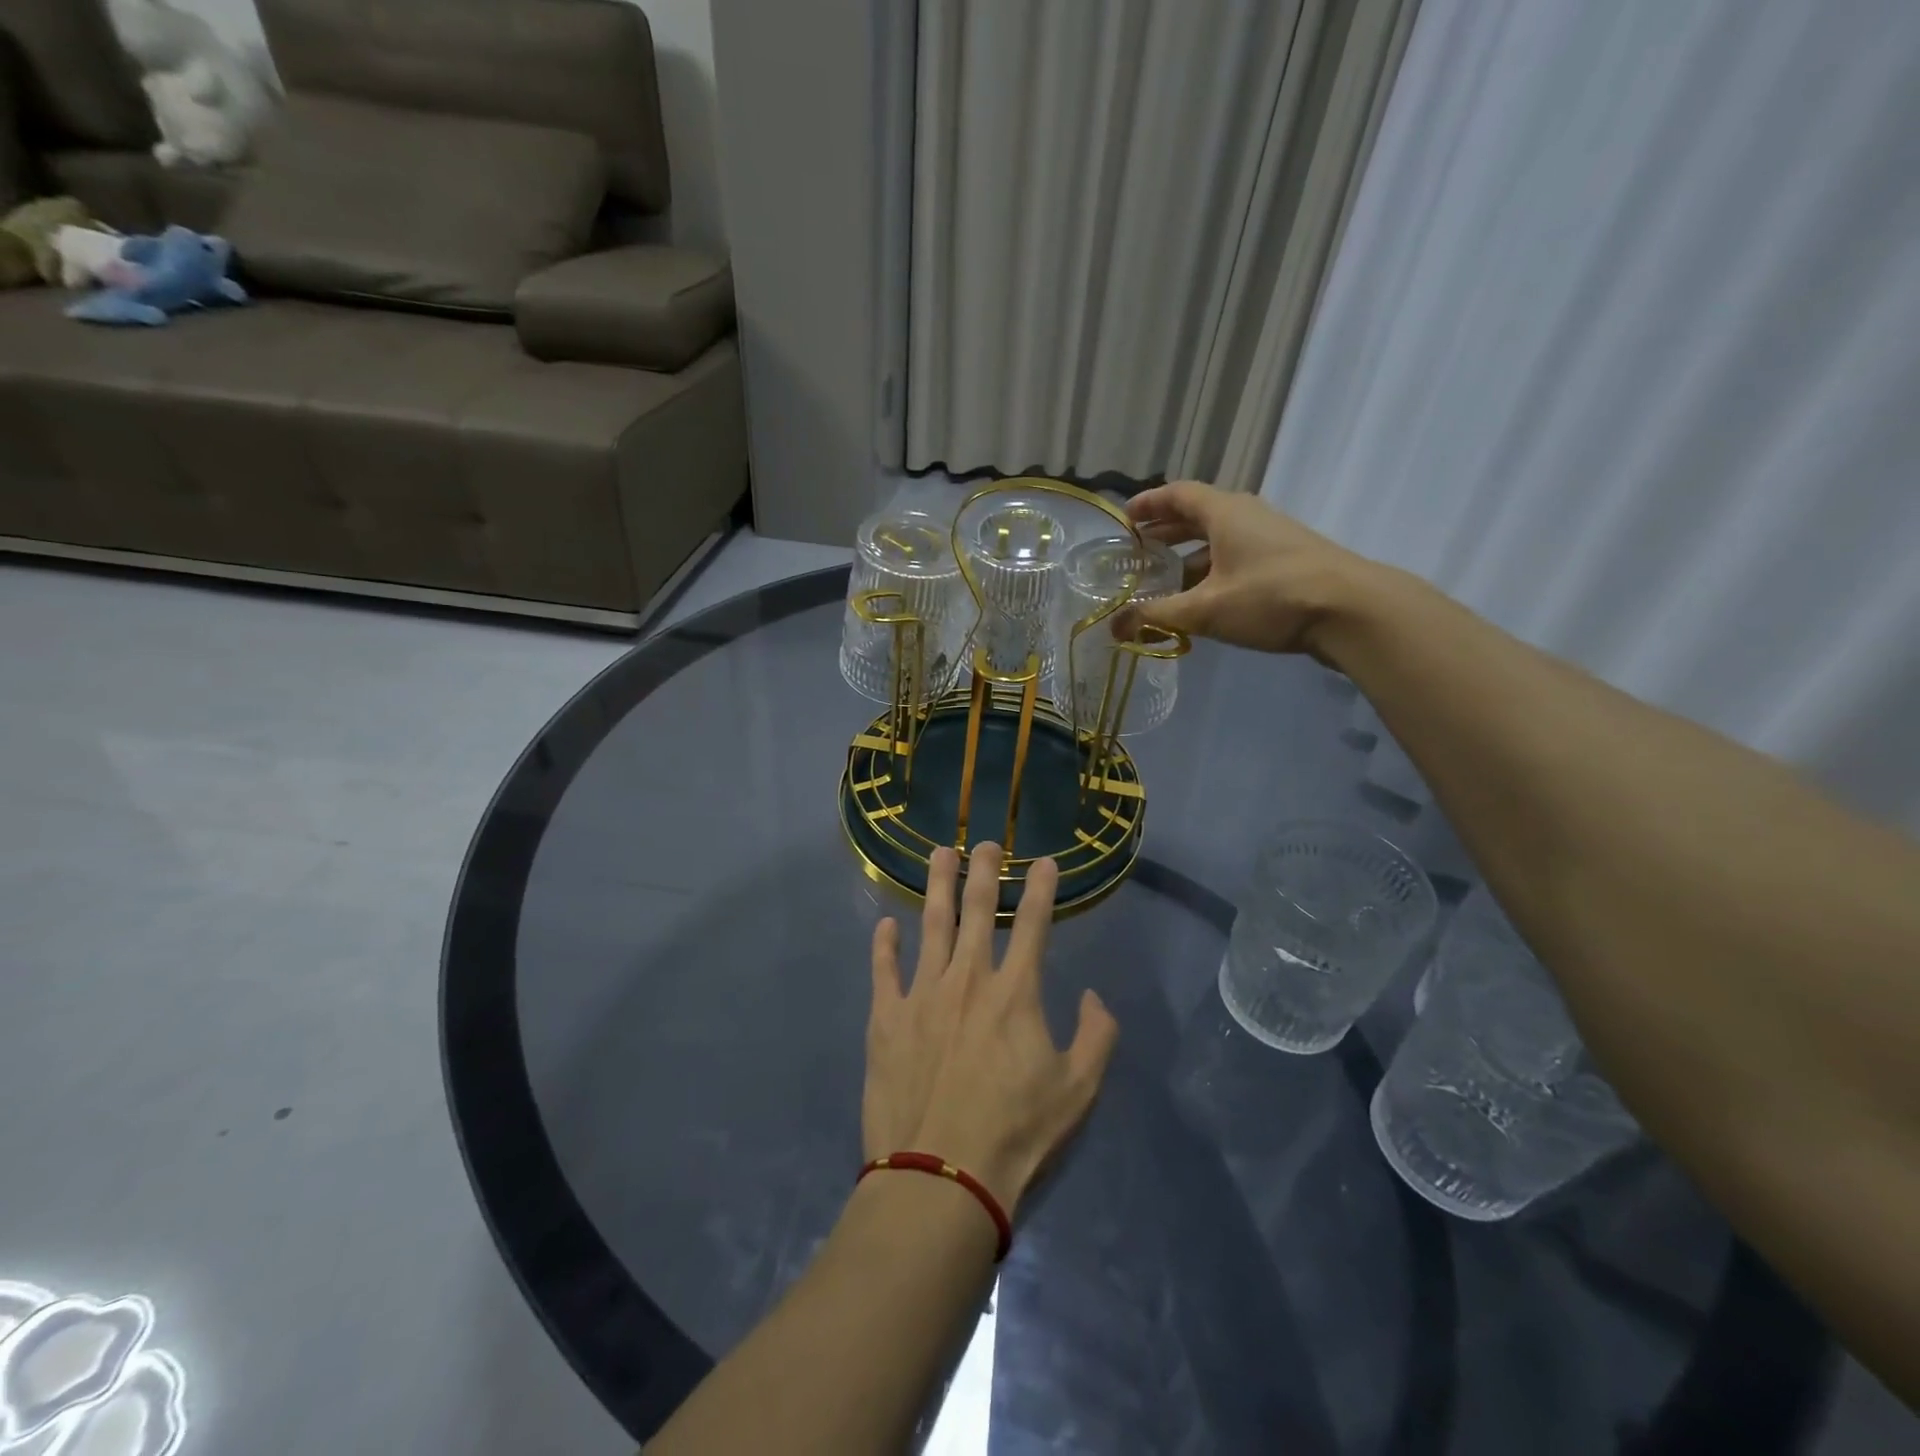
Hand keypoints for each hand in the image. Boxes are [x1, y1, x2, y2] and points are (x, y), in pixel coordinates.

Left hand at [864, 844, 1119, 1215]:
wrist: (940, 1176)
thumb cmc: (1015, 1134)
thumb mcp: (1078, 1091)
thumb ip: (1097, 1036)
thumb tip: (1095, 996)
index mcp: (1014, 993)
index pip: (1034, 925)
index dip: (1042, 888)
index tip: (1045, 861)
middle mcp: (967, 979)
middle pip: (977, 910)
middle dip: (984, 870)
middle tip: (984, 842)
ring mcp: (921, 994)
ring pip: (930, 925)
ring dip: (937, 886)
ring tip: (939, 854)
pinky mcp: (885, 1018)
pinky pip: (883, 969)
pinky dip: (884, 944)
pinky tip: (886, 924)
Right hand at [1112, 480, 1374, 656]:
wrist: (1351, 610)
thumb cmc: (1271, 597)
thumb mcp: (1205, 609)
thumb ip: (1157, 615)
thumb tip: (1114, 628)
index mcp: (1224, 513)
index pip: (1178, 494)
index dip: (1148, 503)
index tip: (1124, 519)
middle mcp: (1246, 517)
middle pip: (1196, 515)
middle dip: (1164, 532)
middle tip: (1136, 552)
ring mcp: (1269, 538)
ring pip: (1217, 540)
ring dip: (1187, 556)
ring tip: (1162, 580)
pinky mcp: (1284, 562)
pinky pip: (1234, 558)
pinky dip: (1210, 571)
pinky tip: (1200, 599)